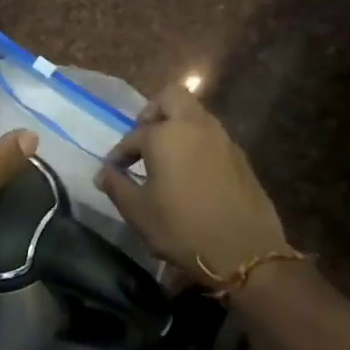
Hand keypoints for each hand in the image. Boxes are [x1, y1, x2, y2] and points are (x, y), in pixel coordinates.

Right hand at [94, 84, 291, 282]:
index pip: (134, 136)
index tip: (111, 172)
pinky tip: (188, 174)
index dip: (119, 154)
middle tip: (142, 140)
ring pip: (195, 115)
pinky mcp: (240, 157)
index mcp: (166, 136)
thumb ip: (117, 186)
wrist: (244, 251)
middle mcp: (196, 127)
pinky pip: (211, 137)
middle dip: (153, 113)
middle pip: (172, 98)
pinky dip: (195, 144)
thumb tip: (104, 173)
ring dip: (177, 127)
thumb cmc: (181, 229)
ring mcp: (223, 139)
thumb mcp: (138, 212)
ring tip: (163, 159)